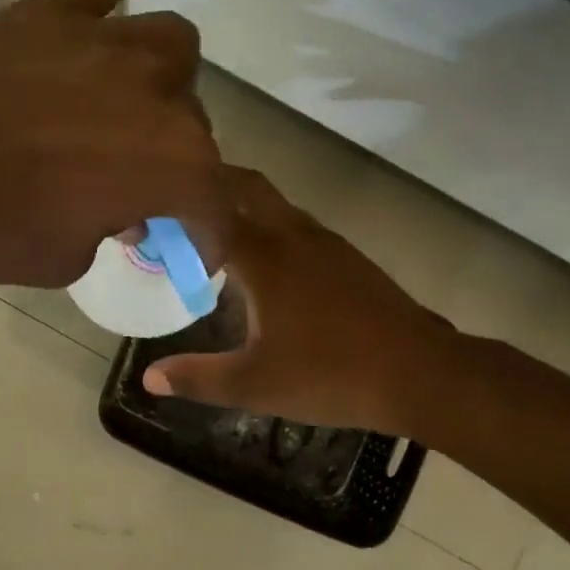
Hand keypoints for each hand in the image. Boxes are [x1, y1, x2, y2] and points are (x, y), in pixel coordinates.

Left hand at [0, 0, 228, 287]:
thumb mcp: (63, 257)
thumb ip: (107, 229)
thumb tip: (120, 209)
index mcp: (171, 164)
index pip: (213, 203)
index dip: (207, 234)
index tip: (194, 250)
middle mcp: (157, 94)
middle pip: (193, 124)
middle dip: (177, 163)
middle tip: (139, 189)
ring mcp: (106, 42)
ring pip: (172, 45)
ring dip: (170, 79)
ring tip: (144, 100)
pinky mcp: (54, 11)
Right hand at [141, 168, 462, 435]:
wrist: (421, 372)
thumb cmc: (331, 374)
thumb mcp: (256, 384)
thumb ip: (198, 377)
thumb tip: (149, 378)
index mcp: (265, 256)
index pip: (210, 212)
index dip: (176, 210)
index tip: (148, 212)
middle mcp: (293, 234)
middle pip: (247, 187)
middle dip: (212, 184)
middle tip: (177, 202)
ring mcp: (325, 242)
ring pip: (275, 204)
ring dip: (243, 204)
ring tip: (212, 229)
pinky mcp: (347, 256)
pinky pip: (296, 224)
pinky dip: (269, 225)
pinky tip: (264, 264)